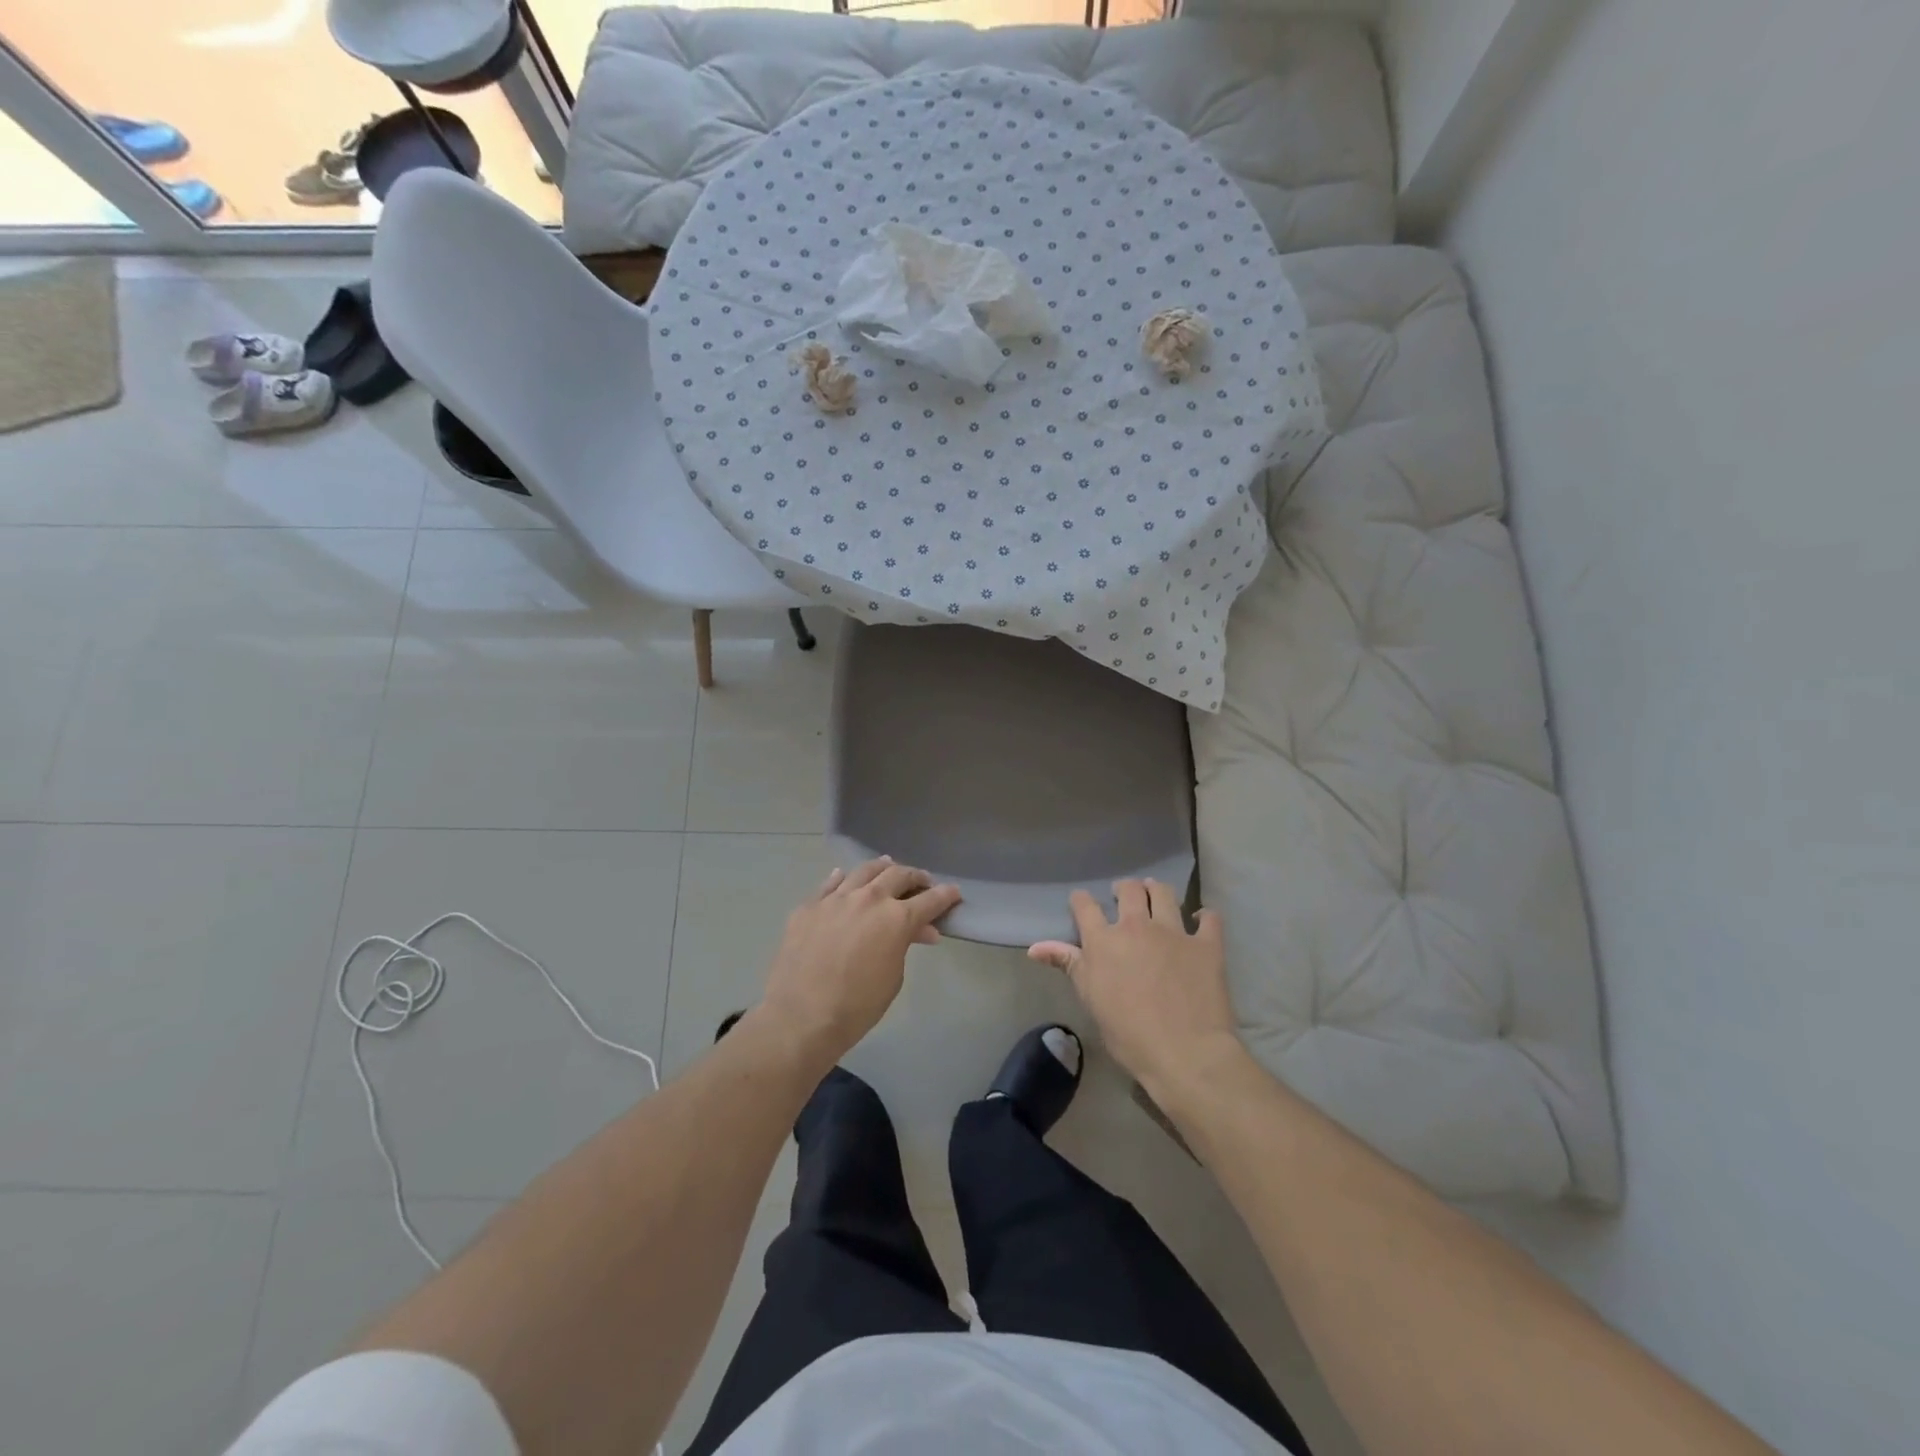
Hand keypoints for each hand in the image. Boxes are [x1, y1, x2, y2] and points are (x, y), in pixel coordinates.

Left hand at [757, 857, 960, 1066]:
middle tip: (922, 882)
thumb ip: (905, 944)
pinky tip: (845, 878)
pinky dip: (843, 879)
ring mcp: (835, 898)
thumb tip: (917, 930)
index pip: (930, 900)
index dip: (945, 895)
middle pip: (898, 875)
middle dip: (915, 877)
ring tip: (888, 867)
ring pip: (864, 871)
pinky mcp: (809, 906)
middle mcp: (868, 898)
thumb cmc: (858, 1005)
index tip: (954, 892)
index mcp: (896, 918)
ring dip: (882, 868)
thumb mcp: (893, 976)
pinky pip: (830, 884)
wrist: (801, 1016)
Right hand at [1029, 879, 1241, 1096]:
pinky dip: (1203, 916)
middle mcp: (1136, 926)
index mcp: (1103, 940)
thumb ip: (1068, 965)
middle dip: (1123, 889)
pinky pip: (1208, 917)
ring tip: (1155, 894)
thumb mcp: (1090, 999)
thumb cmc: (1129, 1034)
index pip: (1085, 905)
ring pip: (1163, 893)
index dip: (1081, 901)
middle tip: (1124, 897)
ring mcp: (1174, 931)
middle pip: (1128, 890)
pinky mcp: (1207, 944)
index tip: (1082, 904)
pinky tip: (1200, 920)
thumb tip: (1035, 947)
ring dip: (1156, 890)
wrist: (1185, 1053)